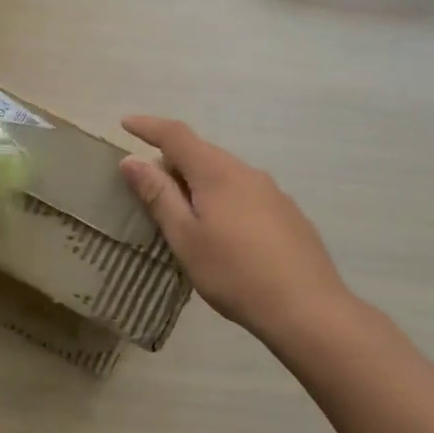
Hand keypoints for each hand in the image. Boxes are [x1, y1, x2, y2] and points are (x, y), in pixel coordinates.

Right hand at [120, 116, 355, 347]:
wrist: (308, 309)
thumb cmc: (234, 273)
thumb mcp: (185, 237)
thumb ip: (158, 195)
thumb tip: (132, 160)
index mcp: (217, 173)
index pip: (176, 135)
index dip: (149, 126)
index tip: (125, 123)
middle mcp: (246, 172)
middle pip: (201, 152)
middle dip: (171, 160)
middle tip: (147, 184)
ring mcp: (272, 192)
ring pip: (224, 173)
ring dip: (197, 181)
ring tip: (182, 211)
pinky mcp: (288, 214)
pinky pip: (244, 192)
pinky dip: (221, 198)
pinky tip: (221, 232)